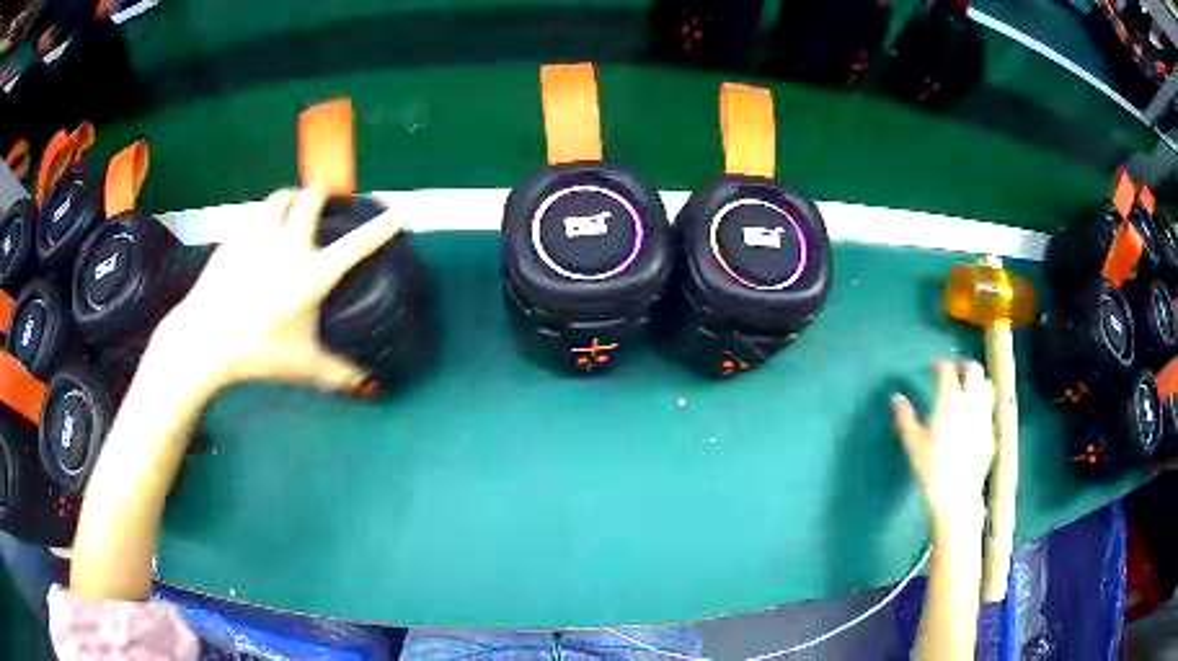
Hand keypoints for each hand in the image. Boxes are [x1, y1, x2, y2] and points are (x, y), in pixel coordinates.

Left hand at [146, 185, 406, 394]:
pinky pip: (250, 223)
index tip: (398, 212)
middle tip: (324, 196)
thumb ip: (337, 373)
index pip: (355, 245)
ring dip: (288, 198)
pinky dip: (259, 224)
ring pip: (276, 200)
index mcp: (312, 273)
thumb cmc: (257, 351)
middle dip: (320, 191)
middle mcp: (287, 245)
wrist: (204, 340)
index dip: (380, 228)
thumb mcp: (302, 365)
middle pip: (308, 199)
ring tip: (289, 206)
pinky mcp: (232, 243)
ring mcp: (257, 239)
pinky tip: (254, 243)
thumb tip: (368, 386)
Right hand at [892, 360, 995, 528]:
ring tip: (967, 389)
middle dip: (963, 365)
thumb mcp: (913, 443)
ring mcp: (984, 416)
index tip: (934, 366)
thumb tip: (896, 398)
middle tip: (954, 370)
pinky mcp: (991, 432)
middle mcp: (971, 402)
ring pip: (986, 386)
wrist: (957, 495)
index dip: (940, 363)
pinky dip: (981, 405)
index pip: (948, 370)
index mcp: (950, 400)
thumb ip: (905, 417)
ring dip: (976, 382)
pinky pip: (988, 409)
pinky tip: (973, 418)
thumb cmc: (932, 468)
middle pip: (973, 369)